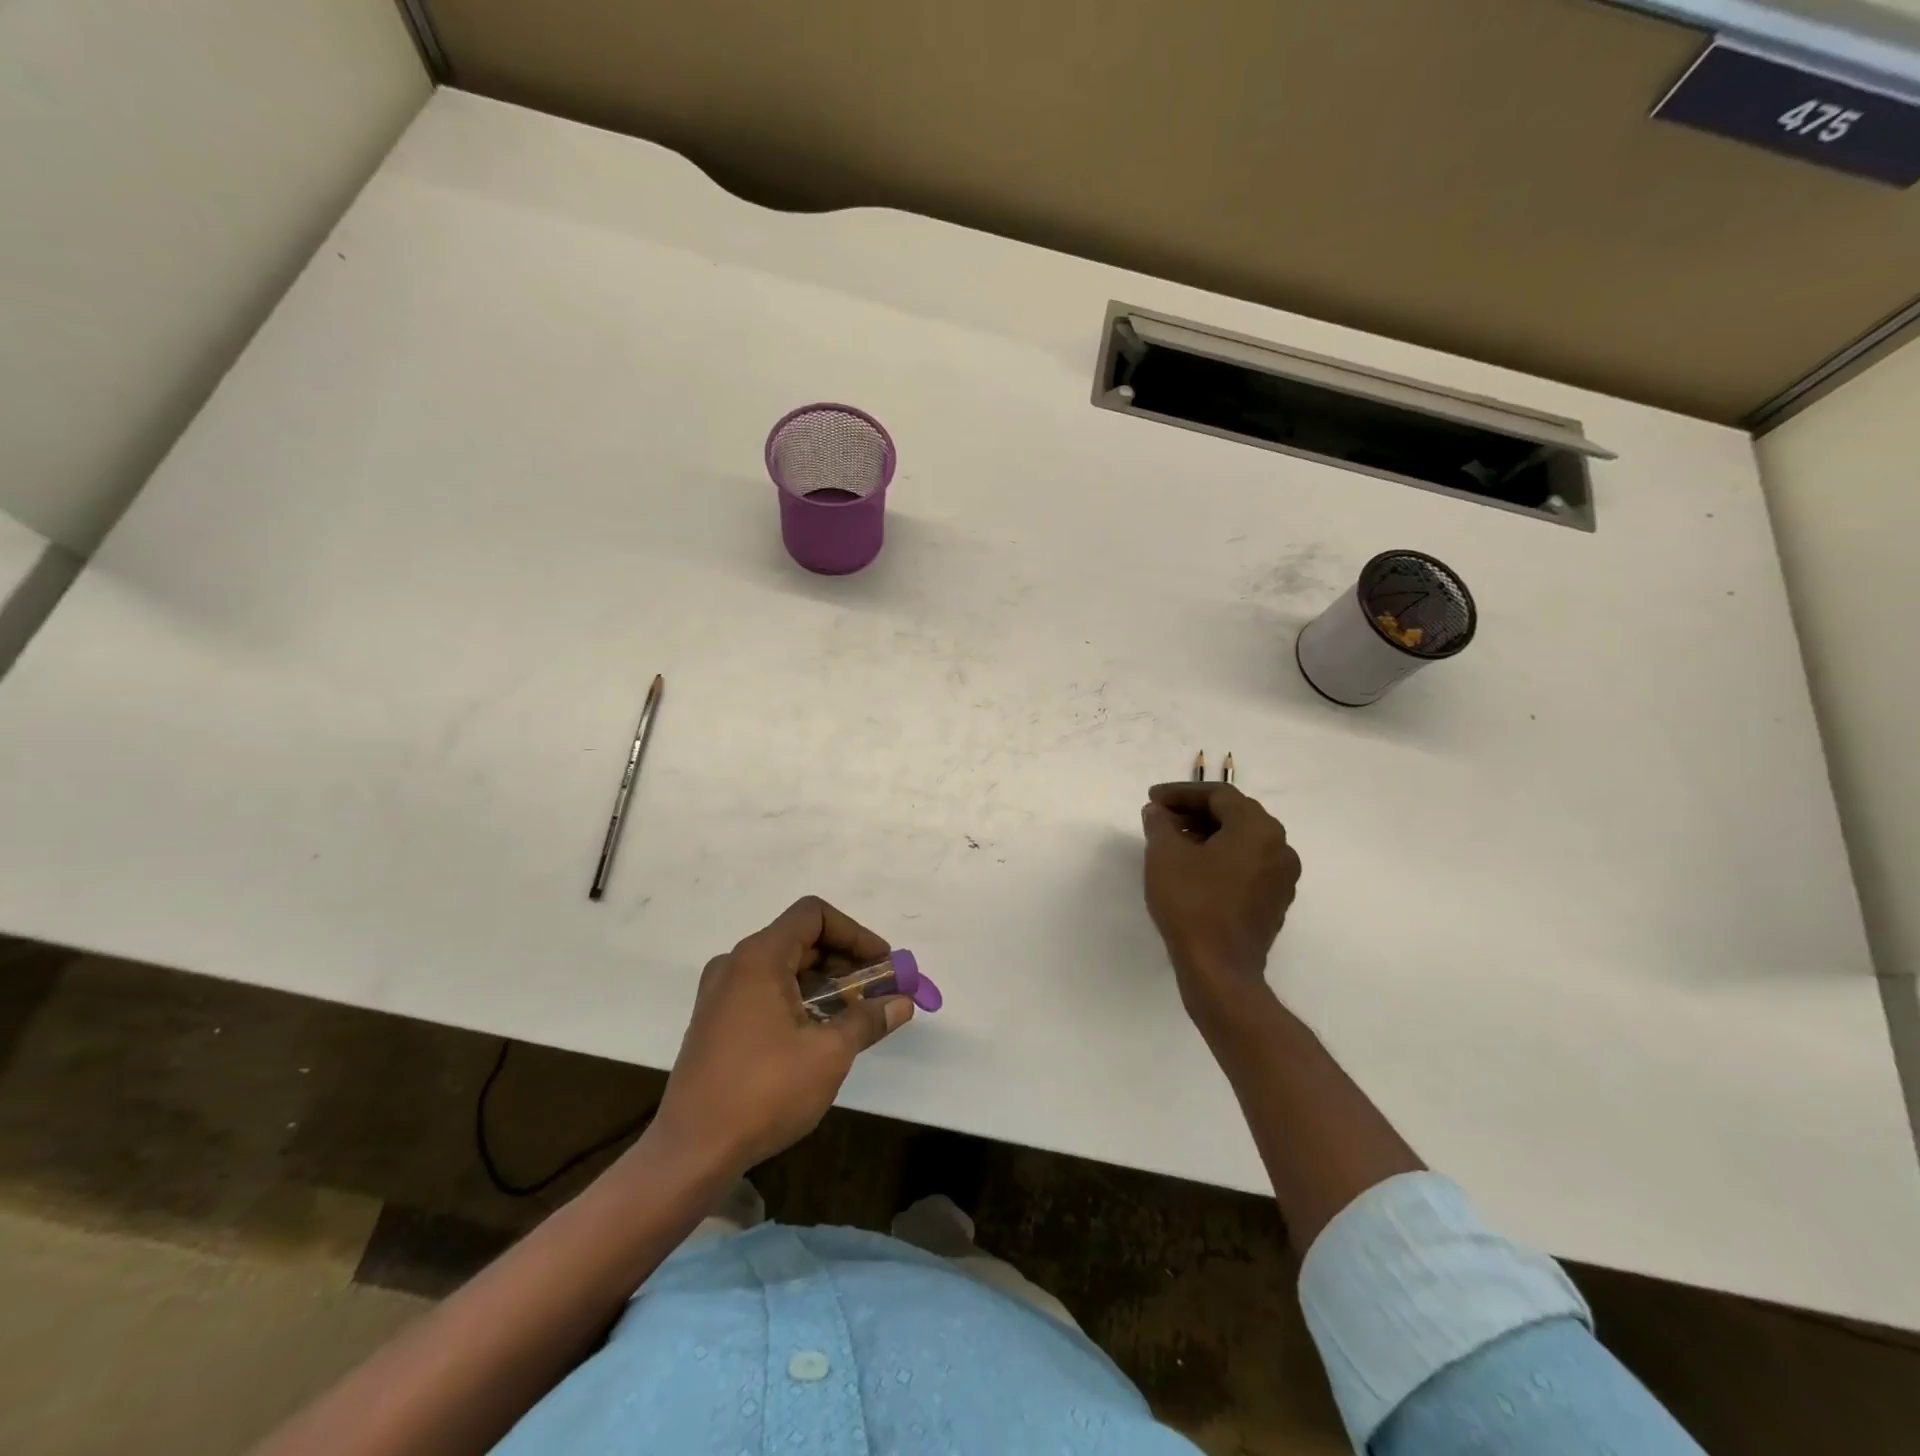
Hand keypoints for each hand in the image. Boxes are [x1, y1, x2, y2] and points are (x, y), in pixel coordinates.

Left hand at [653, 896, 912, 1174]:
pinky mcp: (715, 1022)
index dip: (855, 933)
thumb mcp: (829, 1054)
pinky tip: (820, 1033)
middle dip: (845, 960)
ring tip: (855, 1015)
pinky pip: (766, 991)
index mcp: (759, 958)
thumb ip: (868, 1019)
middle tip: (878, 991)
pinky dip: (799, 998)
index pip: (814, 915)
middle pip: (800, 939)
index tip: (882, 964)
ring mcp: (720, 994)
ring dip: (825, 982)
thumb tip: (902, 1002)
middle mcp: (735, 964)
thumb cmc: (764, 1091)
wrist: (691, 1152)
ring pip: (784, 967)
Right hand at [1141, 782, 1301, 1017]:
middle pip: (1235, 814)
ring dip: (1208, 834)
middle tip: (1162, 818)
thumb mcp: (1165, 855)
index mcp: (1257, 828)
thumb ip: (1160, 823)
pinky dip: (1222, 856)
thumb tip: (1158, 811)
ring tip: (1173, 841)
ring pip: (1243, 839)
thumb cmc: (1192, 904)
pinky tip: (1194, 868)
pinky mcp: (1276, 901)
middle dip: (1195, 811)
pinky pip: (1248, 863)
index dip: (1181, 792)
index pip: (1218, 795)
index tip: (1152, 799)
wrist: (1219, 969)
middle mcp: (1280, 846)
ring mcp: (1282, 876)